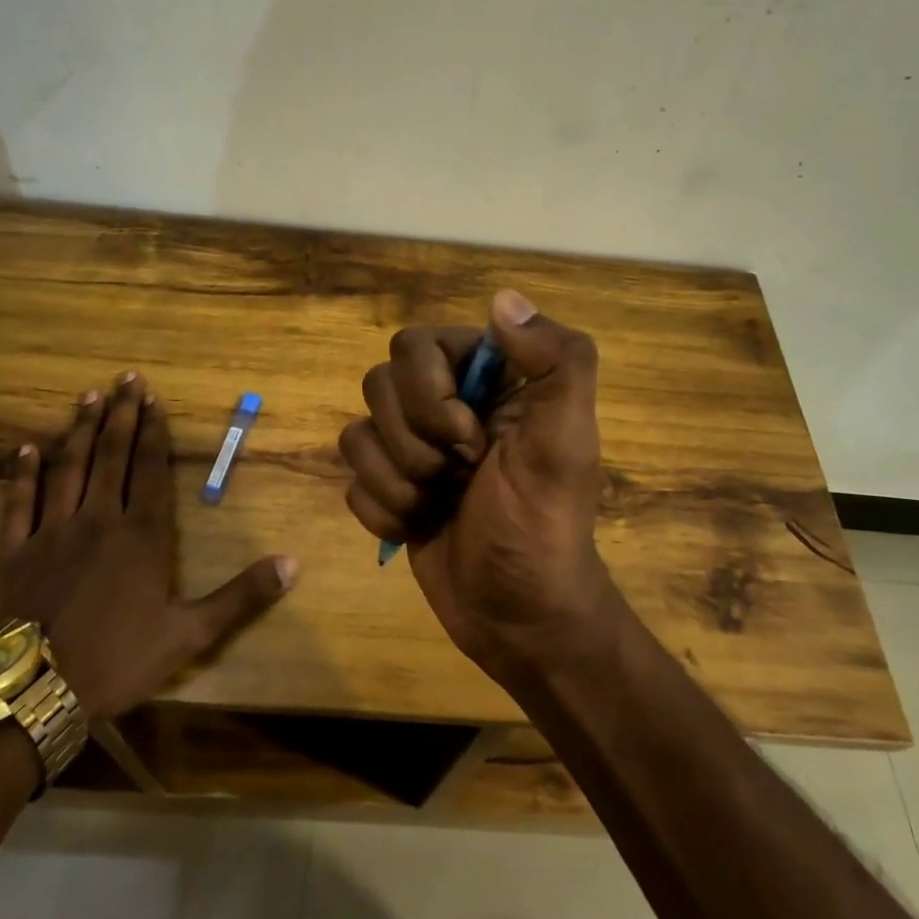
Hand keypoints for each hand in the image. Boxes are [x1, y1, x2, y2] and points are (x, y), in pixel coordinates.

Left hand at [0, 372, 297, 715]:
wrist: (31, 697)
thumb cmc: (117, 661)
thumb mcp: (190, 635)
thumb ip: (241, 596)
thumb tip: (292, 564)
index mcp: (141, 535)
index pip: (149, 469)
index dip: (152, 432)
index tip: (153, 399)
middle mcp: (97, 520)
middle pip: (111, 456)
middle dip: (120, 415)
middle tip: (124, 379)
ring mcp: (50, 533)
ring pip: (68, 468)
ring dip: (79, 431)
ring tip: (87, 398)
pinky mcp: (13, 553)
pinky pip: (19, 503)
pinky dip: (23, 474)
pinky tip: (26, 449)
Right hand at [338, 291, 620, 677]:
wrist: (520, 619)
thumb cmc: (544, 526)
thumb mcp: (566, 443)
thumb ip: (556, 363)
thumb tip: (503, 299)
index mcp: (488, 379)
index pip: (417, 344)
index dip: (430, 392)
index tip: (470, 438)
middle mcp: (446, 402)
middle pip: (378, 384)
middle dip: (414, 443)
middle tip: (459, 476)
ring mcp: (414, 447)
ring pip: (357, 432)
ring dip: (398, 481)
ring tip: (440, 505)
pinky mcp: (391, 489)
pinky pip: (352, 479)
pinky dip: (384, 511)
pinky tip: (420, 528)